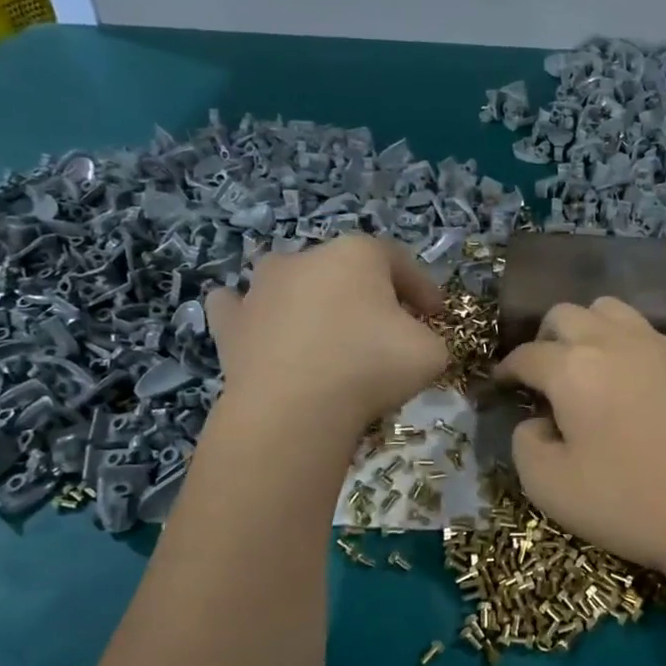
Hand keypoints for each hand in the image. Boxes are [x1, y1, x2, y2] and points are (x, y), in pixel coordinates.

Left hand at [206, 236, 449, 435]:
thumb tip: (414, 342)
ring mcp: (260, 288)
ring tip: (326, 335)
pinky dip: (253, 316)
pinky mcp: (229, 324)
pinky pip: (239, 308)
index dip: (423, 288)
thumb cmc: (369, 368)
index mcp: (357, 254)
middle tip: (386, 330)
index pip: (399, 261)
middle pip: (346, 270)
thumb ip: (428, 337)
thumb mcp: (430, 353)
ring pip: (291, 282)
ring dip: (311, 301)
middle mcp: (305, 258)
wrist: (293, 411)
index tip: (436, 315)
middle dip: (368, 295)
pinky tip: (262, 331)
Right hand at [494, 298, 665, 581]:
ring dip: (590, 331)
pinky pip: (652, 337)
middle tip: (547, 375)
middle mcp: (616, 342)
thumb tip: (538, 420)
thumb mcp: (548, 487)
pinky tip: (640, 390)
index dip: (508, 368)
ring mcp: (662, 346)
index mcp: (573, 369)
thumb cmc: (628, 502)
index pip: (527, 354)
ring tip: (592, 369)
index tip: (503, 384)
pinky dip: (632, 351)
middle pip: (566, 314)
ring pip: (612, 311)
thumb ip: (524, 443)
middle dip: (546, 339)